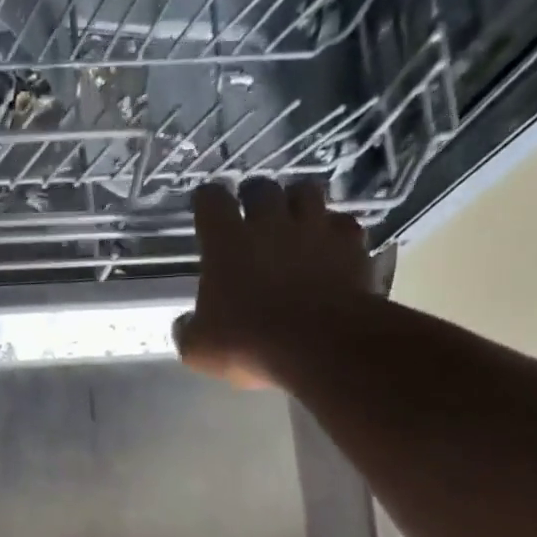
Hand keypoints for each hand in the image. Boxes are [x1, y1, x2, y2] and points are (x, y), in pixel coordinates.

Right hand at [174, 178, 373, 389]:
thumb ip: (189, 330)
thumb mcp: (199, 349)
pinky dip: (333, 230)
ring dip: (296, 202)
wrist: (321, 345)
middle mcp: (270, 224)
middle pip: (262, 188)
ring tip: (293, 218)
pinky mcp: (350, 244)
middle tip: (251, 212)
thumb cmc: (248, 344)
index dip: (207, 200)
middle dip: (254, 195)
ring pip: (306, 192)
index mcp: (226, 243)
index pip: (211, 201)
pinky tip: (329, 245)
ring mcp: (315, 229)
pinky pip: (342, 223)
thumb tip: (186, 323)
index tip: (206, 206)